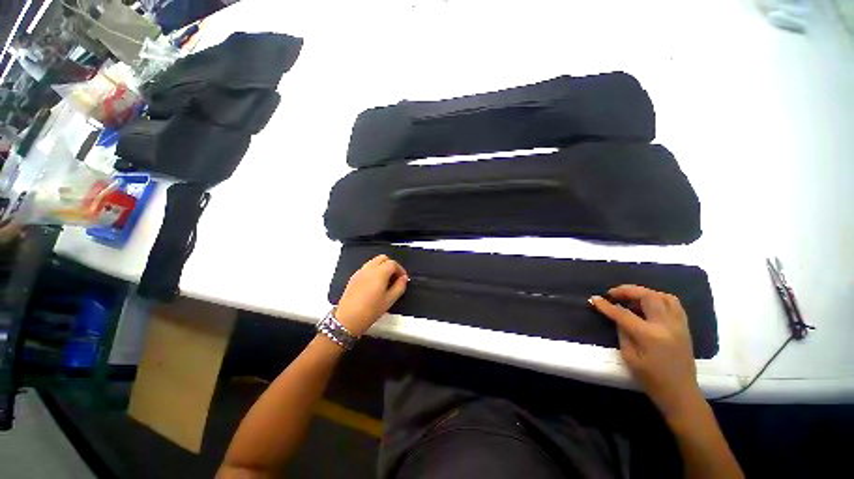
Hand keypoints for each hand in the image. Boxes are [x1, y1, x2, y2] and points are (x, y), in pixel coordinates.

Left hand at [335, 255, 407, 336]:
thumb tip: (404, 279)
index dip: (400, 269)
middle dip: (391, 265)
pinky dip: (374, 270)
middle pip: (383, 258)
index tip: (403, 278)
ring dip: (382, 267)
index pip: (393, 263)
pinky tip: (375, 284)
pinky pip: (366, 268)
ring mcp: (360, 272)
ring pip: (374, 261)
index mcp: (379, 273)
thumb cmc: (369, 311)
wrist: (347, 320)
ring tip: (386, 281)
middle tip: (395, 277)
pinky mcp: (353, 277)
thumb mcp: (389, 300)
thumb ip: (399, 287)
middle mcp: (369, 269)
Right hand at [590, 285, 702, 419]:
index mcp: (650, 336)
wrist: (681, 394)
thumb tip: (617, 317)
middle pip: (647, 296)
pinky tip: (649, 304)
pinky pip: (674, 304)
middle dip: (627, 291)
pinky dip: (659, 298)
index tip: (594, 298)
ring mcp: (678, 325)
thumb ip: (623, 333)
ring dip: (645, 292)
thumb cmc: (652, 380)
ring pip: (663, 296)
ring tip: (631, 297)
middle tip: (613, 293)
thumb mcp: (630, 358)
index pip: (623, 314)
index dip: (606, 305)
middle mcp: (666, 325)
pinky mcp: (684, 327)